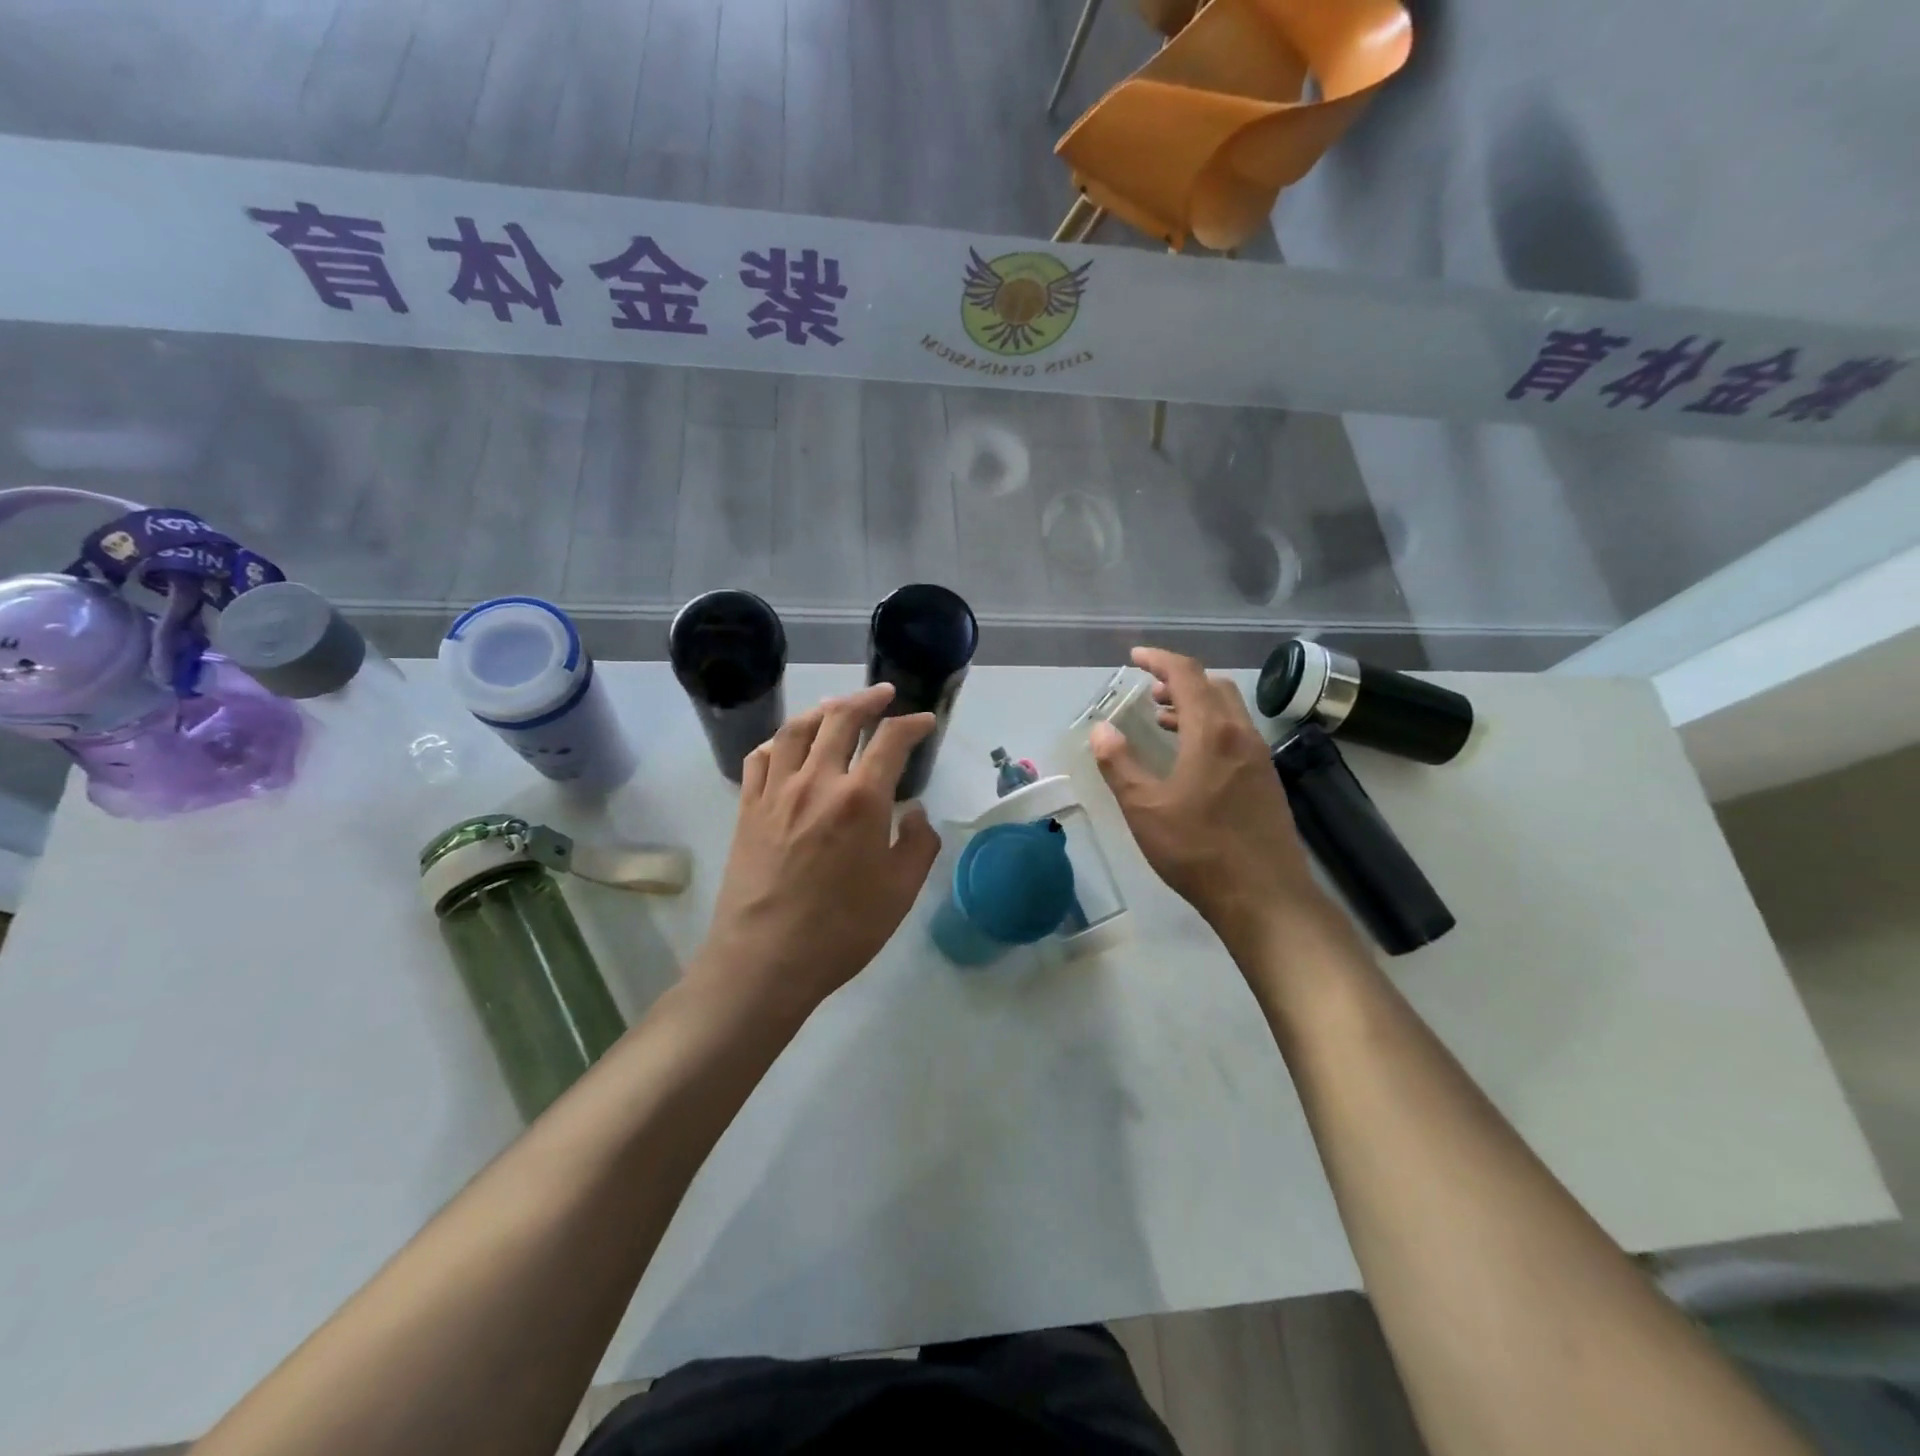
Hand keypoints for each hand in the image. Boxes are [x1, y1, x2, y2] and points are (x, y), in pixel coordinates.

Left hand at [692, 684, 941, 1022]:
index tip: (925, 722)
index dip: (913, 724)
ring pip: (796, 730)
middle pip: (840, 719)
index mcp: (860, 799)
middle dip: (867, 700)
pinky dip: (778, 741)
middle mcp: (816, 781)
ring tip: (837, 707)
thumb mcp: (900, 891)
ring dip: (822, 710)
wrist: (764, 960)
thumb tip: (916, 814)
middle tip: (884, 695)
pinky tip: (787, 745)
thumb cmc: (841, 929)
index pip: (891, 741)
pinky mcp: (747, 809)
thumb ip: (918, 844)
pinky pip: (760, 758)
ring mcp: (776, 792)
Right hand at [1090, 647, 1321, 948]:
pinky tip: (1192, 759)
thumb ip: (1119, 765)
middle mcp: (1242, 735)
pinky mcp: (1267, 781)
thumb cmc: (1198, 849)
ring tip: (1164, 719)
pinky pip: (1236, 735)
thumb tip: (1101, 730)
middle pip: (1214, 686)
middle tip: (1149, 692)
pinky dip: (1210, 729)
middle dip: (1179, 680)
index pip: (1187, 675)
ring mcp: (1260, 758)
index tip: (1134, 657)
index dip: (1159, 659)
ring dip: (1196, 705)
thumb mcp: (1145, 808)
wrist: (1265, 897)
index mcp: (1212, 733)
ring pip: (1228, 712)